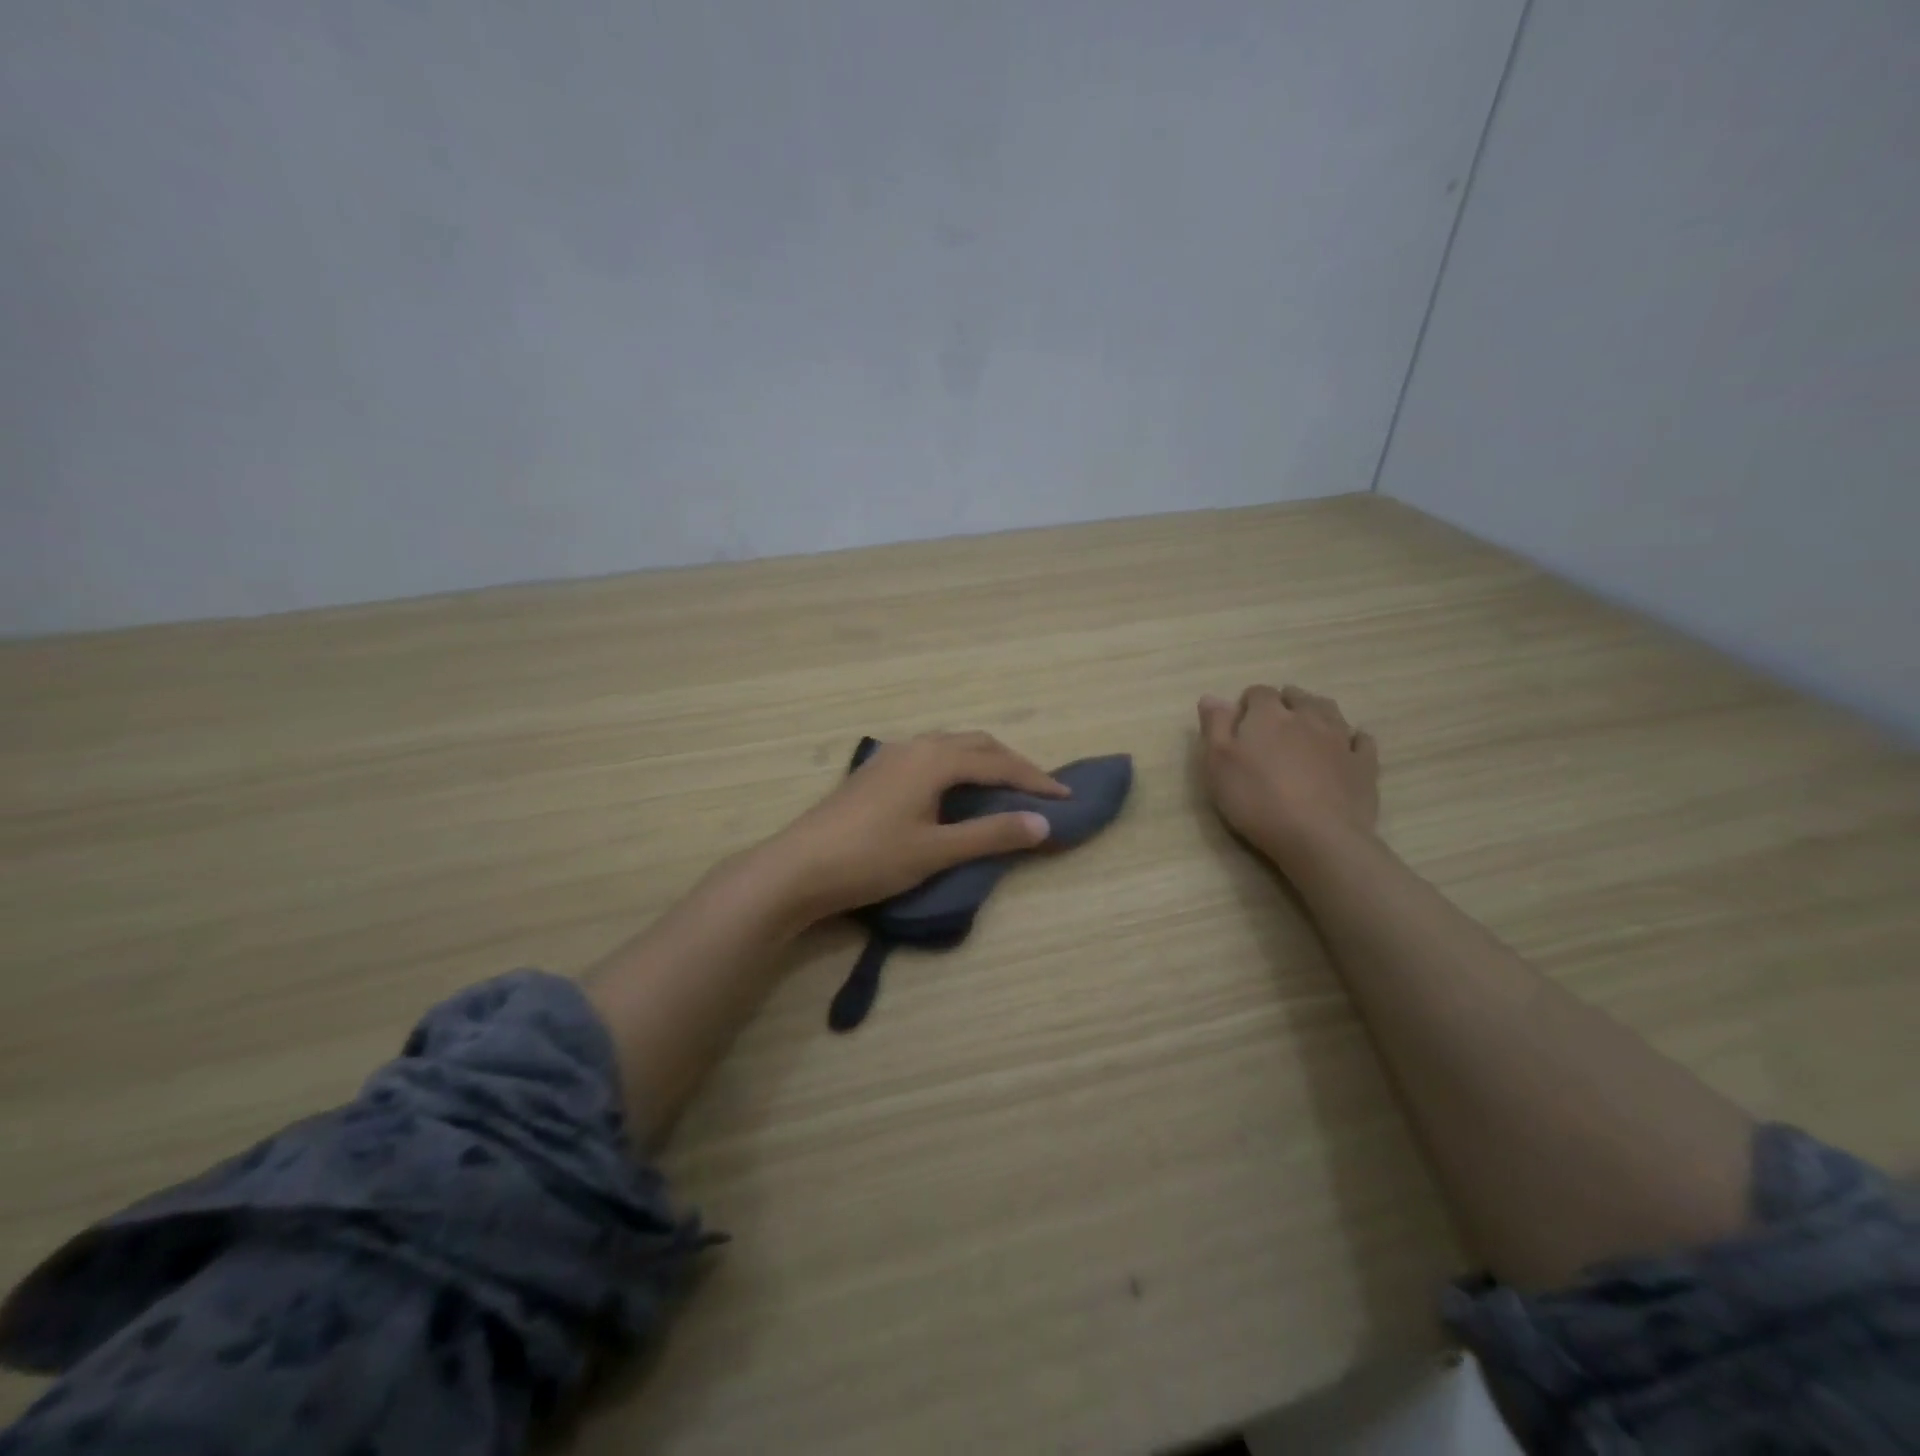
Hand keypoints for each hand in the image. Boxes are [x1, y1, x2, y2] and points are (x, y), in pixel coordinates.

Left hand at [764, 732, 1067, 920]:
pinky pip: (930, 757)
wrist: (797, 868)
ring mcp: (890, 756)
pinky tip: (954, 791)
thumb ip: (991, 834)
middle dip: (1012, 764)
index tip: (1066, 797)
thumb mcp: (936, 850)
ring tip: (1004, 788)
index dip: (1035, 779)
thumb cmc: (870, 858)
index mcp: (935, 759)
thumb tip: (1043, 824)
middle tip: (1039, 791)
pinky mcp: (875, 772)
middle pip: (976, 744)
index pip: (998, 762)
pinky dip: (957, 767)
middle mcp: (915, 746)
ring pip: (950, 747)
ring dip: (983, 762)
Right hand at [1197, 685, 1379, 869]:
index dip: (1248, 703)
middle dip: (1285, 703)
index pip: (1259, 693)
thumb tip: (1211, 696)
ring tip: (1307, 726)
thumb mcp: (1218, 764)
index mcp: (1269, 716)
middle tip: (1273, 723)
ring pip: (1330, 711)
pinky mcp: (1364, 765)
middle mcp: (1307, 718)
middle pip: (1298, 697)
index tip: (1240, 721)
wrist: (1318, 837)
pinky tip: (1345, 747)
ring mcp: (1340, 740)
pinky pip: (1361, 740)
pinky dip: (1351, 739)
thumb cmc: (1257, 799)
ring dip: (1317, 712)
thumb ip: (1215, 727)